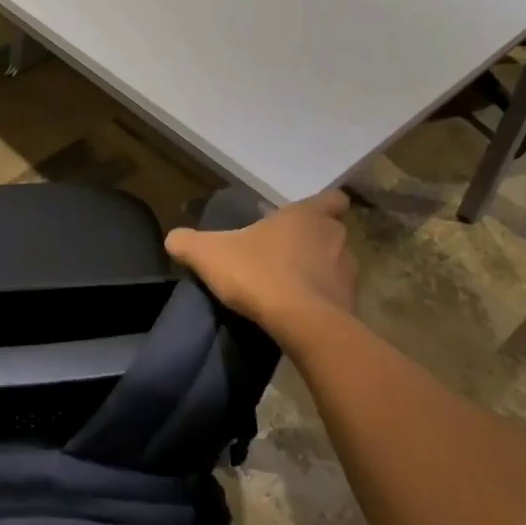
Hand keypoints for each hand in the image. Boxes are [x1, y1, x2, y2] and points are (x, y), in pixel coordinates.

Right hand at [164, 189, 355, 339]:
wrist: (303, 326)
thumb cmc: (259, 274)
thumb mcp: (209, 254)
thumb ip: (188, 242)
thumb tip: (173, 239)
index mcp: (306, 216)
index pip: (332, 199)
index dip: (322, 205)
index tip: (302, 217)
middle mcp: (334, 238)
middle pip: (331, 232)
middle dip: (313, 242)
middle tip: (284, 253)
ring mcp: (348, 274)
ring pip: (336, 265)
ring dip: (319, 273)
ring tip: (290, 287)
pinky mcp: (351, 307)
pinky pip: (337, 298)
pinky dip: (322, 302)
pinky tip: (298, 313)